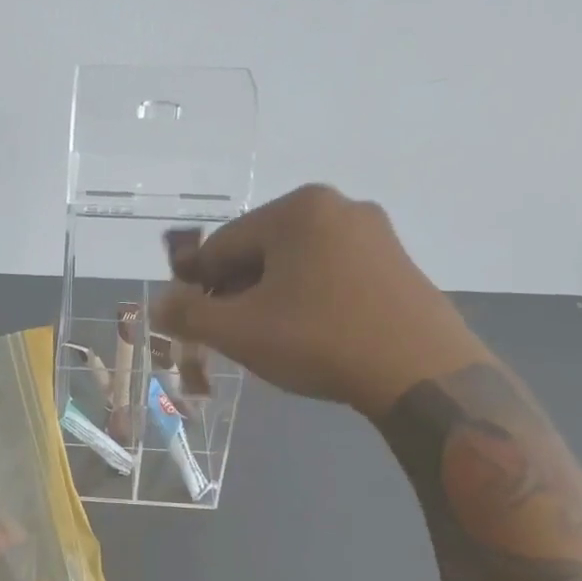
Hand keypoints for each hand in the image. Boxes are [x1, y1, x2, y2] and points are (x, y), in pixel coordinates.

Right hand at [152, 184, 487, 416]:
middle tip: (227, 334)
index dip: (196, 284)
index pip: (222, 245)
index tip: (189, 320)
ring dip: (269, 298)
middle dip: (236, 292)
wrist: (421, 373)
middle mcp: (338, 207)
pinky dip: (307, 299)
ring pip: (296, 264)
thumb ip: (188, 314)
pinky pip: (331, 275)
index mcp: (297, 210)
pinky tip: (308, 334)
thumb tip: (160, 303)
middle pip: (260, 251)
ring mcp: (374, 234)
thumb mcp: (238, 331)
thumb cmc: (319, 341)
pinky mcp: (396, 263)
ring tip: (266, 339)